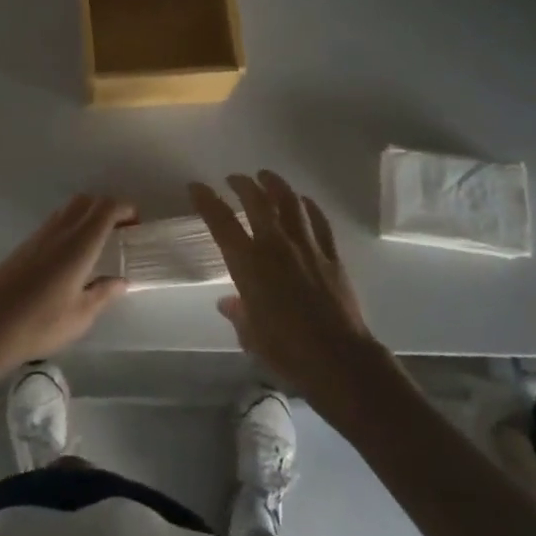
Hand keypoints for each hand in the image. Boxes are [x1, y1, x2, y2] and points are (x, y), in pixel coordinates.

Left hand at [0, 195, 134, 376]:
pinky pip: (55, 222)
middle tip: (120, 232)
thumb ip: (103, 294)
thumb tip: (121, 281)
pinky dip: (71, 225)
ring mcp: (39, 234)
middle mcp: (60, 230)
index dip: (125, 209)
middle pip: (88, 201)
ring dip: (88, 215)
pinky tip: (72, 256)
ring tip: (99, 243)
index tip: (136, 224)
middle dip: (108, 208)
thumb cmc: (40, 322)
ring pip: (69, 209)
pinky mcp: (25, 244)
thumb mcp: (80, 316)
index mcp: (79, 244)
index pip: (106, 208)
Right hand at [189, 171, 387, 420]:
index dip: (207, 201)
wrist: (339, 360)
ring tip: (266, 176)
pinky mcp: (331, 255)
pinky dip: (309, 207)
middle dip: (242, 184)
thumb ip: (239, 314)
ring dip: (275, 185)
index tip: (196, 186)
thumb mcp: (252, 336)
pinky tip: (304, 201)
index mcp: (249, 264)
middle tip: (234, 178)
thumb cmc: (287, 351)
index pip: (221, 223)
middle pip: (257, 202)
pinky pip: (319, 222)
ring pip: (290, 203)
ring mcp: (306, 247)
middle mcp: (275, 246)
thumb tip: (229, 303)